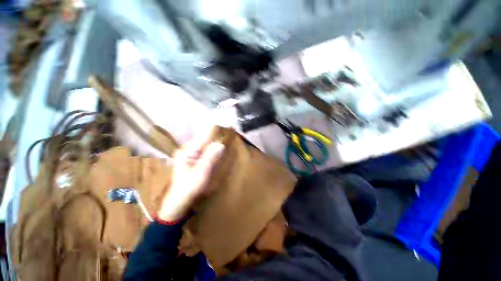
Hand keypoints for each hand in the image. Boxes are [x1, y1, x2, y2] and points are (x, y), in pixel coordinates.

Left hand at [159, 129, 224, 221]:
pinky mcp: (192, 158)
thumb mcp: (201, 173)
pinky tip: (217, 146)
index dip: (214, 129)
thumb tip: (221, 144)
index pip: (203, 135)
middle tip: (228, 128)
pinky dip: (211, 146)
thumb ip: (210, 158)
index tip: (225, 123)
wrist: (179, 200)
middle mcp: (187, 149)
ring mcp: (189, 153)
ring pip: (204, 142)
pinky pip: (204, 148)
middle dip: (215, 133)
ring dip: (214, 139)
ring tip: (224, 133)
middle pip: (204, 137)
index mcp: (187, 150)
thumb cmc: (189, 187)